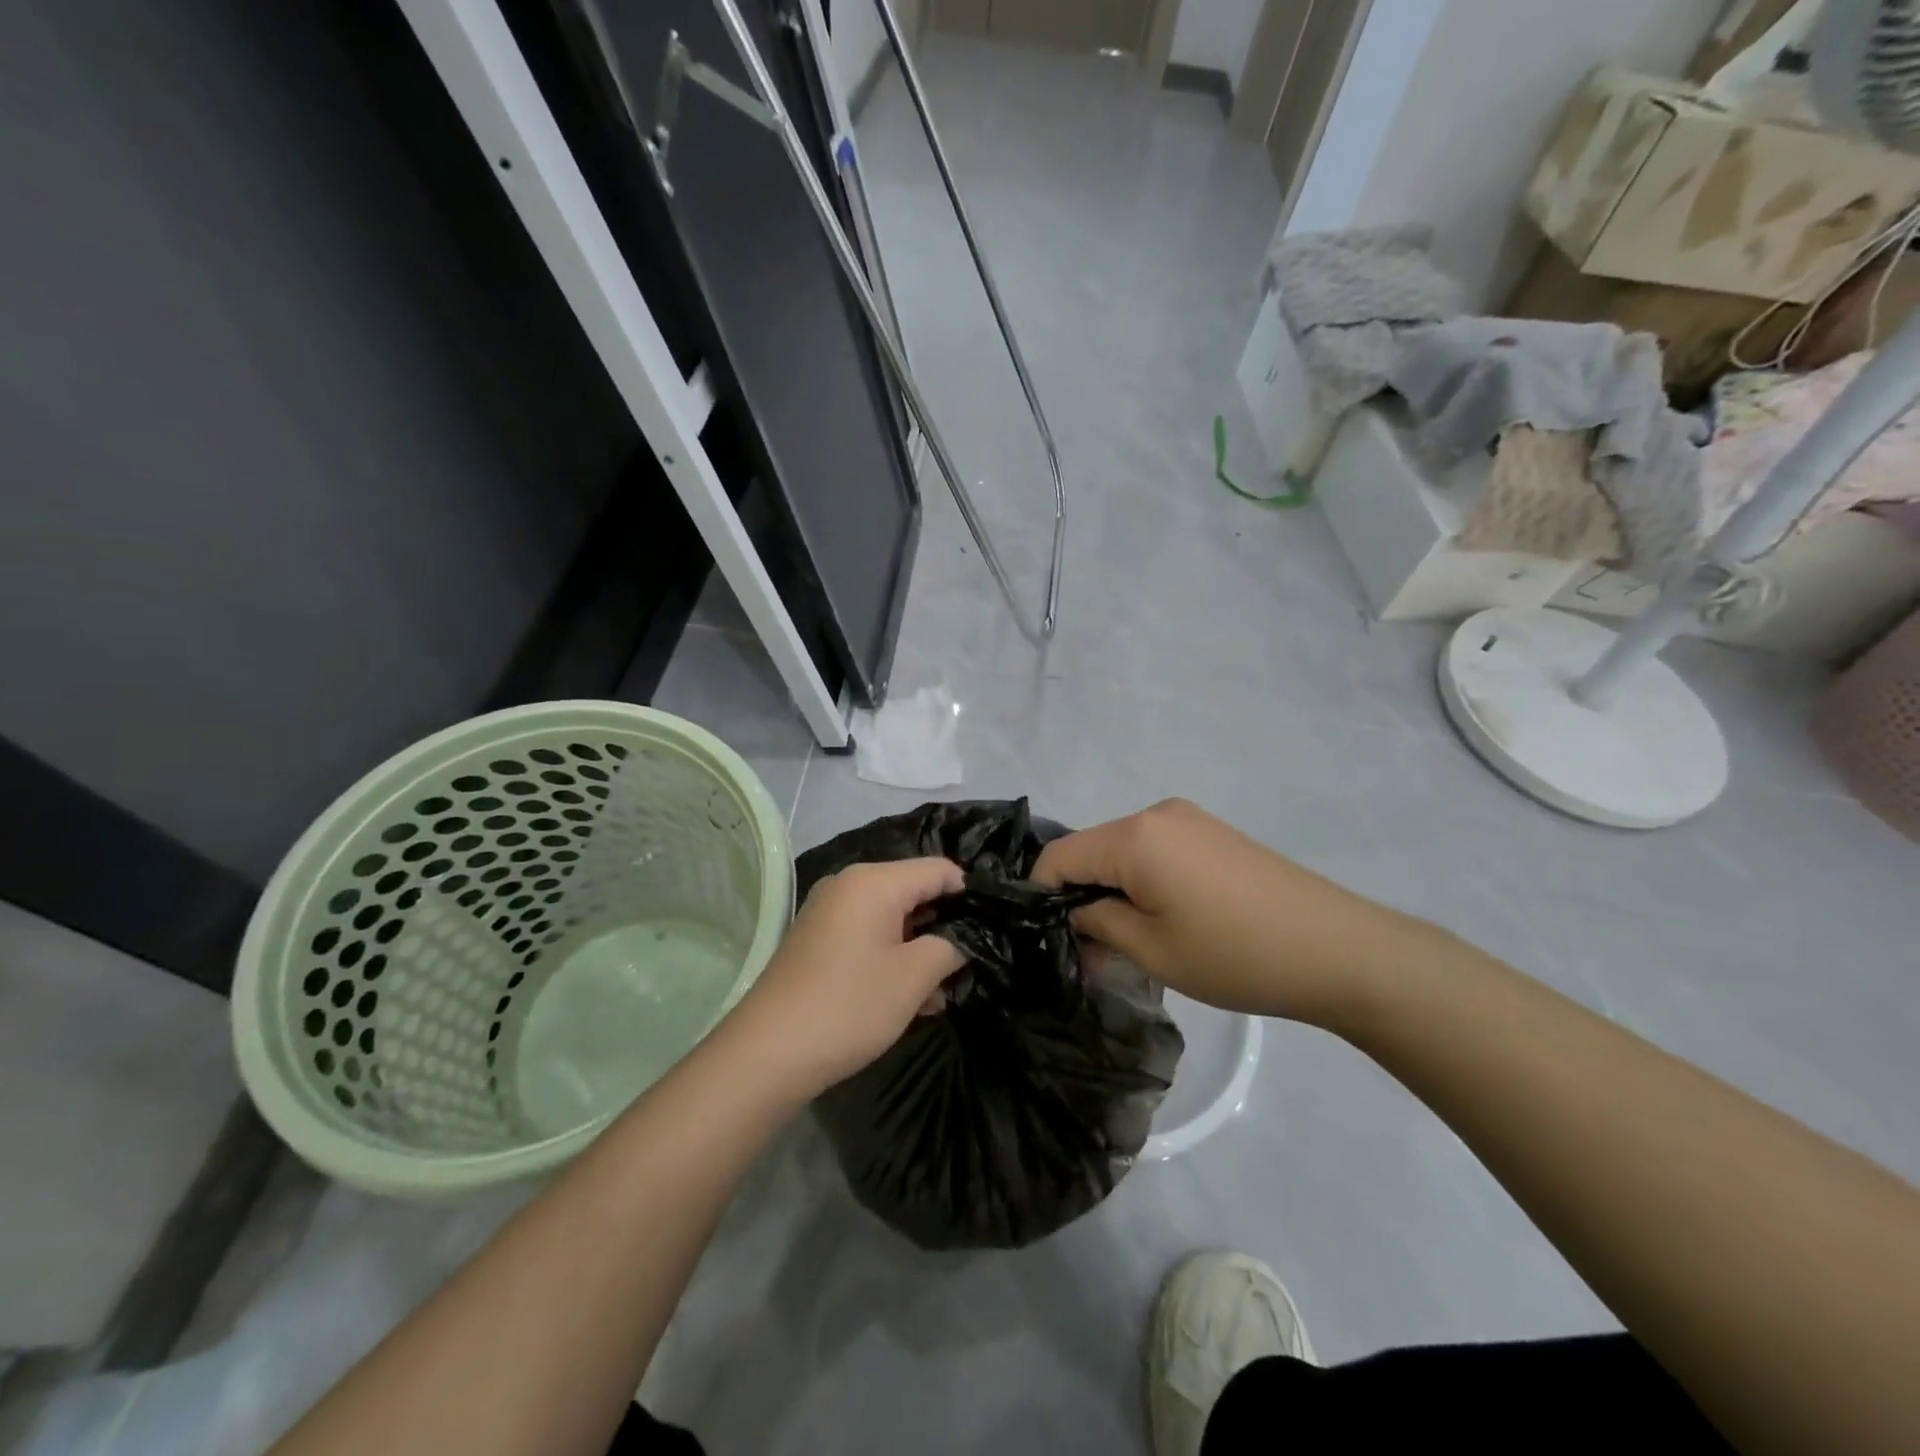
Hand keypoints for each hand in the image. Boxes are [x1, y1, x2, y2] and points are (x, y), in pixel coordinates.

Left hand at [721, 858, 966, 1101]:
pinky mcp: (819, 939)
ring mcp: (830, 912)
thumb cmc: (849, 1006)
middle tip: (968, 967)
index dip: (969, 896)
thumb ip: (950, 947)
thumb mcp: (913, 977)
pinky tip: (910, 999)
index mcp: (874, 881)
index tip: (990, 930)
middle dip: (944, 928)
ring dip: (920, 950)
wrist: (767, 1053)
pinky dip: (892, 958)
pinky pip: (868, 935)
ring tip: (940, 995)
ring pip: (893, 918)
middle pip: (914, 892)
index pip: (939, 870)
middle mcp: (850, 885)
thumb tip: (963, 939)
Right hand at [1033, 799, 1432, 1026]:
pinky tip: (1168, 918)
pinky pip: (1155, 850)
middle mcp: (1156, 812)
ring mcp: (1189, 819)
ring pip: (1123, 851)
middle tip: (1093, 954)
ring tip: (1133, 943)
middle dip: (1081, 897)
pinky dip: (1144, 880)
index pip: (1058, 855)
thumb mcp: (1151, 951)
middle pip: (1091, 850)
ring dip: (1114, 890)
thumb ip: (1095, 924)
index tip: (1048, 938)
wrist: (1339, 949)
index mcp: (1134, 836)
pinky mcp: (1213, 832)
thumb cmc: (1235, 955)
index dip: (1041, 895)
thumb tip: (1072, 914)